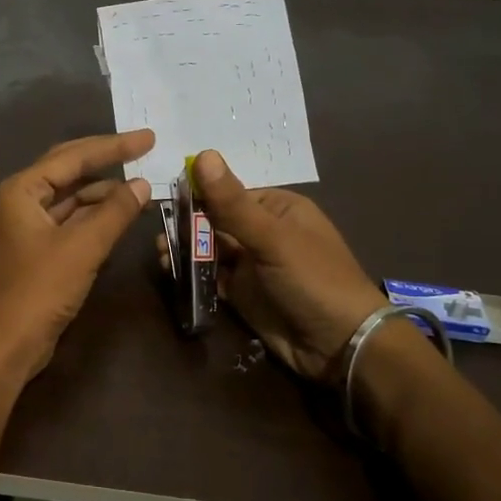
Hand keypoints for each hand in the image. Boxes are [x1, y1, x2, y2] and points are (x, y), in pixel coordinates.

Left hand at [0, 131, 154, 381]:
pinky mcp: (33, 252)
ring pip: (69, 199)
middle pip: (67, 170)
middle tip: (144, 149)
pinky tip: (118, 217)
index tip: (148, 138)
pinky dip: (92, 218)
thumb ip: (114, 213)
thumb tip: (142, 184)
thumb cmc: (37, 291)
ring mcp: (24, 228)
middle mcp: (18, 202)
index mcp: (20, 191)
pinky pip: (67, 223)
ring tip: (140, 189)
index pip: (72, 156)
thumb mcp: (81, 248)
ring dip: (102, 193)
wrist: (3, 347)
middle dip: (106, 161)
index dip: (113, 146)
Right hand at [159, 149, 382, 380]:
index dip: (196, 197)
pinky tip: (171, 271)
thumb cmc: (313, 280)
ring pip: (209, 250)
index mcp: (277, 209)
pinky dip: (191, 273)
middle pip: (214, 222)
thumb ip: (233, 203)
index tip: (166, 203)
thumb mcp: (272, 239)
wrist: (339, 345)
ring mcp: (252, 264)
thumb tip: (203, 155)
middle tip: (161, 237)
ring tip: (162, 256)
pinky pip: (211, 276)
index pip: (227, 194)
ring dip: (185, 251)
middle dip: (186, 227)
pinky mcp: (243, 293)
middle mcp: (263, 232)